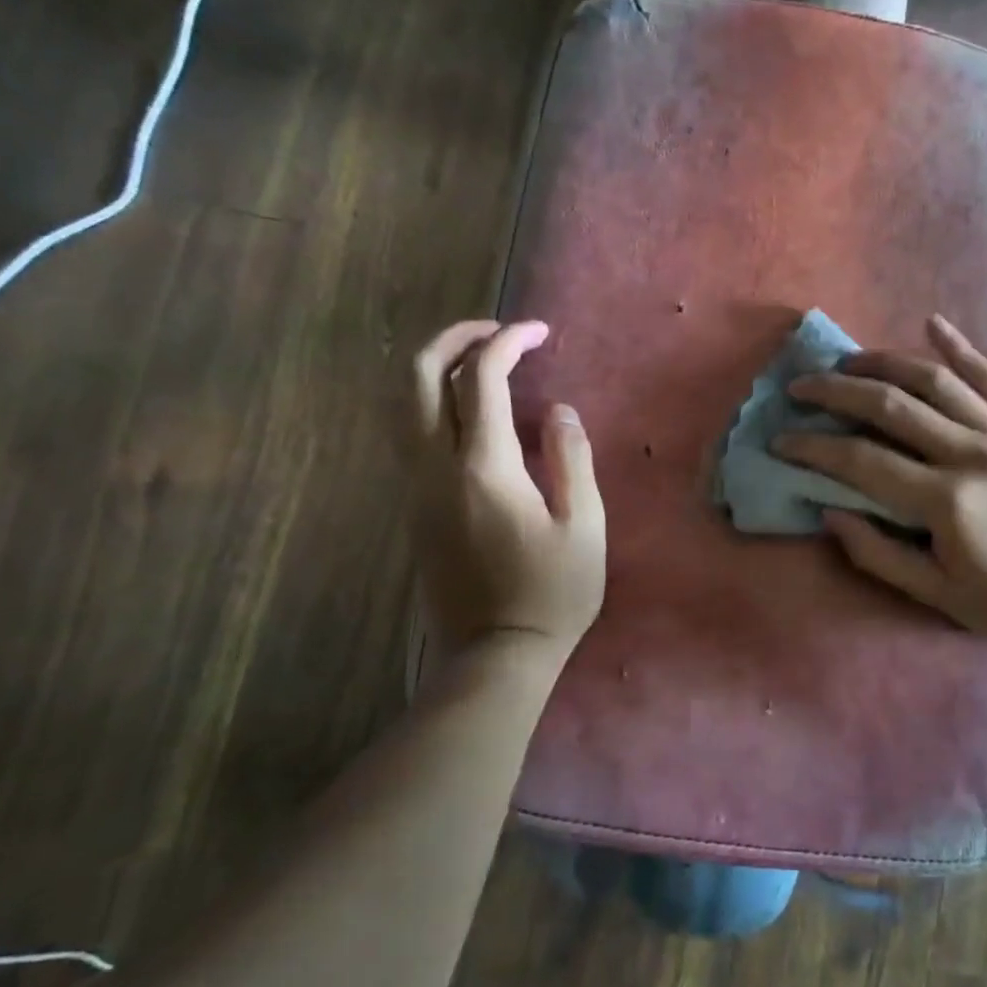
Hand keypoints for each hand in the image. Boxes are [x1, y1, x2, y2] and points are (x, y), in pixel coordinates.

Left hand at [407, 320, 605, 666]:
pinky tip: (470, 413)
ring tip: (481, 363)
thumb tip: (558, 410)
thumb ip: (570, 459)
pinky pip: (410, 434)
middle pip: (417, 378)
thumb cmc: (552, 593)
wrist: (496, 654)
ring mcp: (417, 488)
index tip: (539, 332)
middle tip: (496, 333)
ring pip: (402, 405)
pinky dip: (432, 403)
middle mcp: (436, 468)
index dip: (508, 343)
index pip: (481, 380)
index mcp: (484, 468)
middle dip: (453, 340)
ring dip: (436, 369)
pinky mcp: (414, 507)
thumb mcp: (584, 526)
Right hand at [775, 314, 986, 645]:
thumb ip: (879, 555)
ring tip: (849, 360)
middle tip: (801, 387)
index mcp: (947, 500)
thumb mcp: (938, 595)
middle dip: (837, 392)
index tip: (782, 440)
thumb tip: (829, 514)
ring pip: (935, 380)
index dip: (815, 448)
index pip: (863, 462)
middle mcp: (973, 452)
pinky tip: (932, 322)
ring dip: (884, 362)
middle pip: (891, 407)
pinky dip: (960, 346)